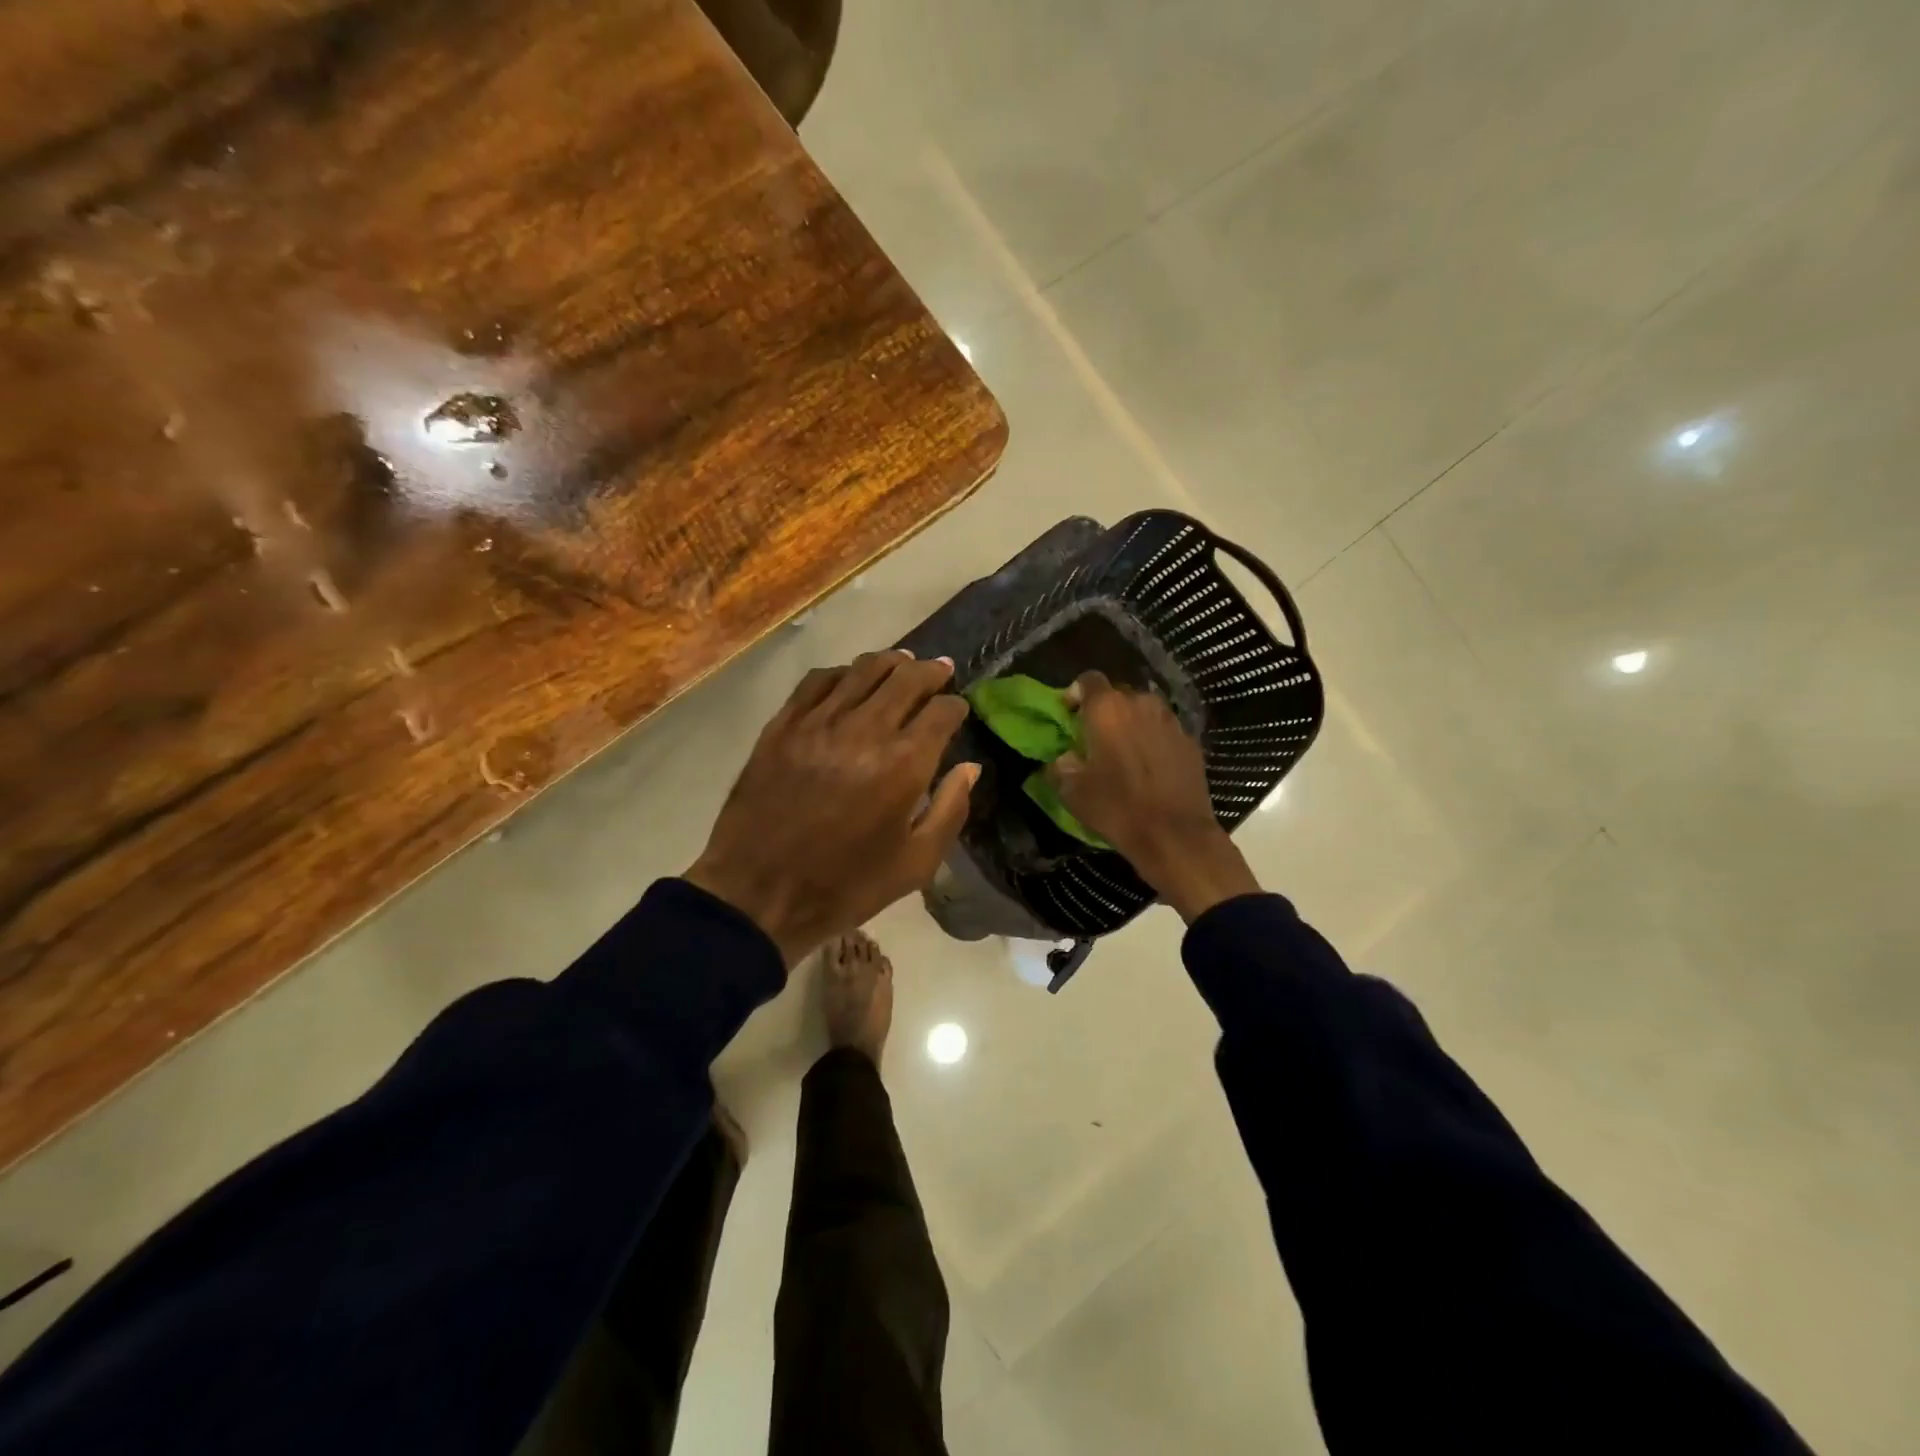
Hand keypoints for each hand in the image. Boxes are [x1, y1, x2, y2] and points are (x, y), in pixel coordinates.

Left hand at [685, 651, 977, 966]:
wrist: (757, 894)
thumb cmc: (845, 886)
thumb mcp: (915, 864)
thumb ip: (950, 810)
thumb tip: (970, 768)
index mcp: (903, 765)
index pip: (940, 712)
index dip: (955, 706)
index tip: (958, 709)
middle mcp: (864, 730)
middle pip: (906, 679)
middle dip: (930, 672)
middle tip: (940, 670)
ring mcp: (818, 723)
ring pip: (861, 670)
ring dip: (890, 662)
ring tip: (902, 662)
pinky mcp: (782, 726)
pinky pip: (817, 681)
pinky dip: (841, 673)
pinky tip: (848, 679)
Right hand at [1046, 671, 1261, 922]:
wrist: (1175, 835)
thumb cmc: (1117, 808)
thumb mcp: (1072, 792)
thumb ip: (1060, 766)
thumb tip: (1064, 758)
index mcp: (1107, 709)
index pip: (1087, 680)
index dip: (1075, 694)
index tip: (1069, 716)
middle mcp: (1141, 703)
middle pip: (1118, 694)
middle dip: (1104, 711)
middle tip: (1094, 737)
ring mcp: (1170, 720)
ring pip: (1143, 711)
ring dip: (1131, 724)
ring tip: (1123, 752)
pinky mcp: (1191, 741)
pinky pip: (1164, 730)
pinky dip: (1153, 740)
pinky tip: (1149, 767)